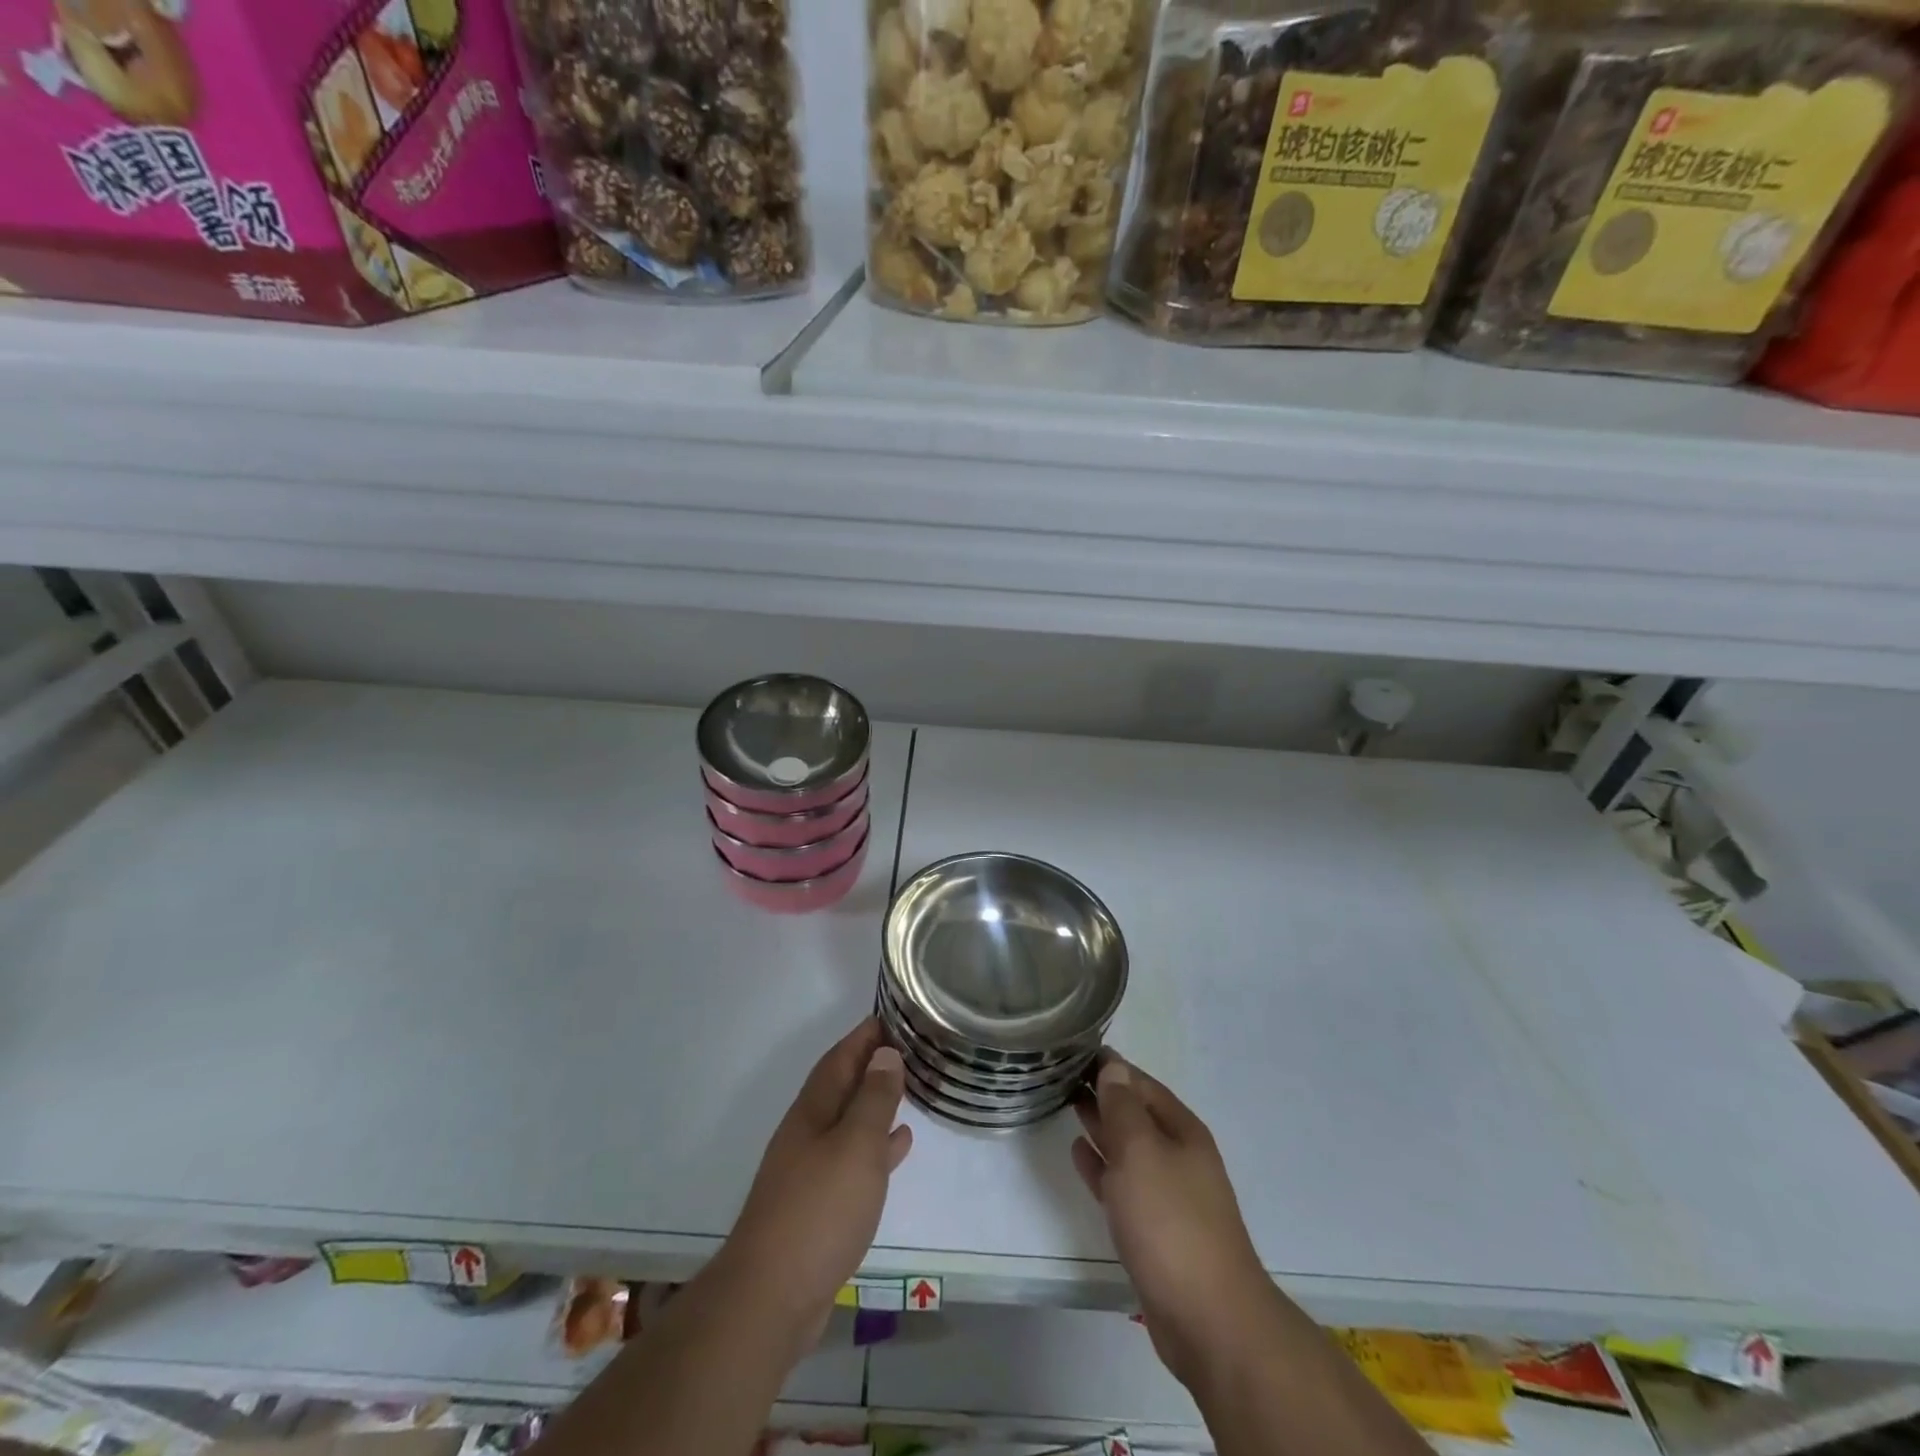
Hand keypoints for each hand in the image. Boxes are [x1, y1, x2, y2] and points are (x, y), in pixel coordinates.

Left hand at [722, 1018, 912, 1346]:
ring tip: (908, 1088)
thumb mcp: (855, 1145)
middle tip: (907, 1048)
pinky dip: (876, 1146)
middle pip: (841, 1087)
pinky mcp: (818, 1207)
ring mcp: (810, 1171)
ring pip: (848, 1122)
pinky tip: (897, 1146)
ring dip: (874, 1103)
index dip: (863, 1036)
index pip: (839, 1059)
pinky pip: (853, 1159)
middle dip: (870, 1065)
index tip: (890, 1016)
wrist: (771, 1298)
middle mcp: (808, 1134)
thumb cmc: (819, 1210)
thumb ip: (873, 1099)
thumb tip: (885, 1054)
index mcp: (813, 1112)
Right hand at [1072, 1055, 1273, 1388]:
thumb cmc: (1171, 1221)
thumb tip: (1113, 1066)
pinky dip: (1100, 1165)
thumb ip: (1122, 1107)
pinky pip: (1121, 1182)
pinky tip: (1078, 1152)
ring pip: (1126, 1147)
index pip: (1141, 1083)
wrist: (1207, 1318)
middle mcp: (1177, 1155)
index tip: (1074, 1048)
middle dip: (1102, 1092)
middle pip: (1135, 1112)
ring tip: (1065, 1103)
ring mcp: (1166, 1193)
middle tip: (1060, 1073)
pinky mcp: (1153, 1228)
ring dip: (1099, 1125)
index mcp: (1181, 1130)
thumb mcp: (1141, 1151)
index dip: (1110, 1065)